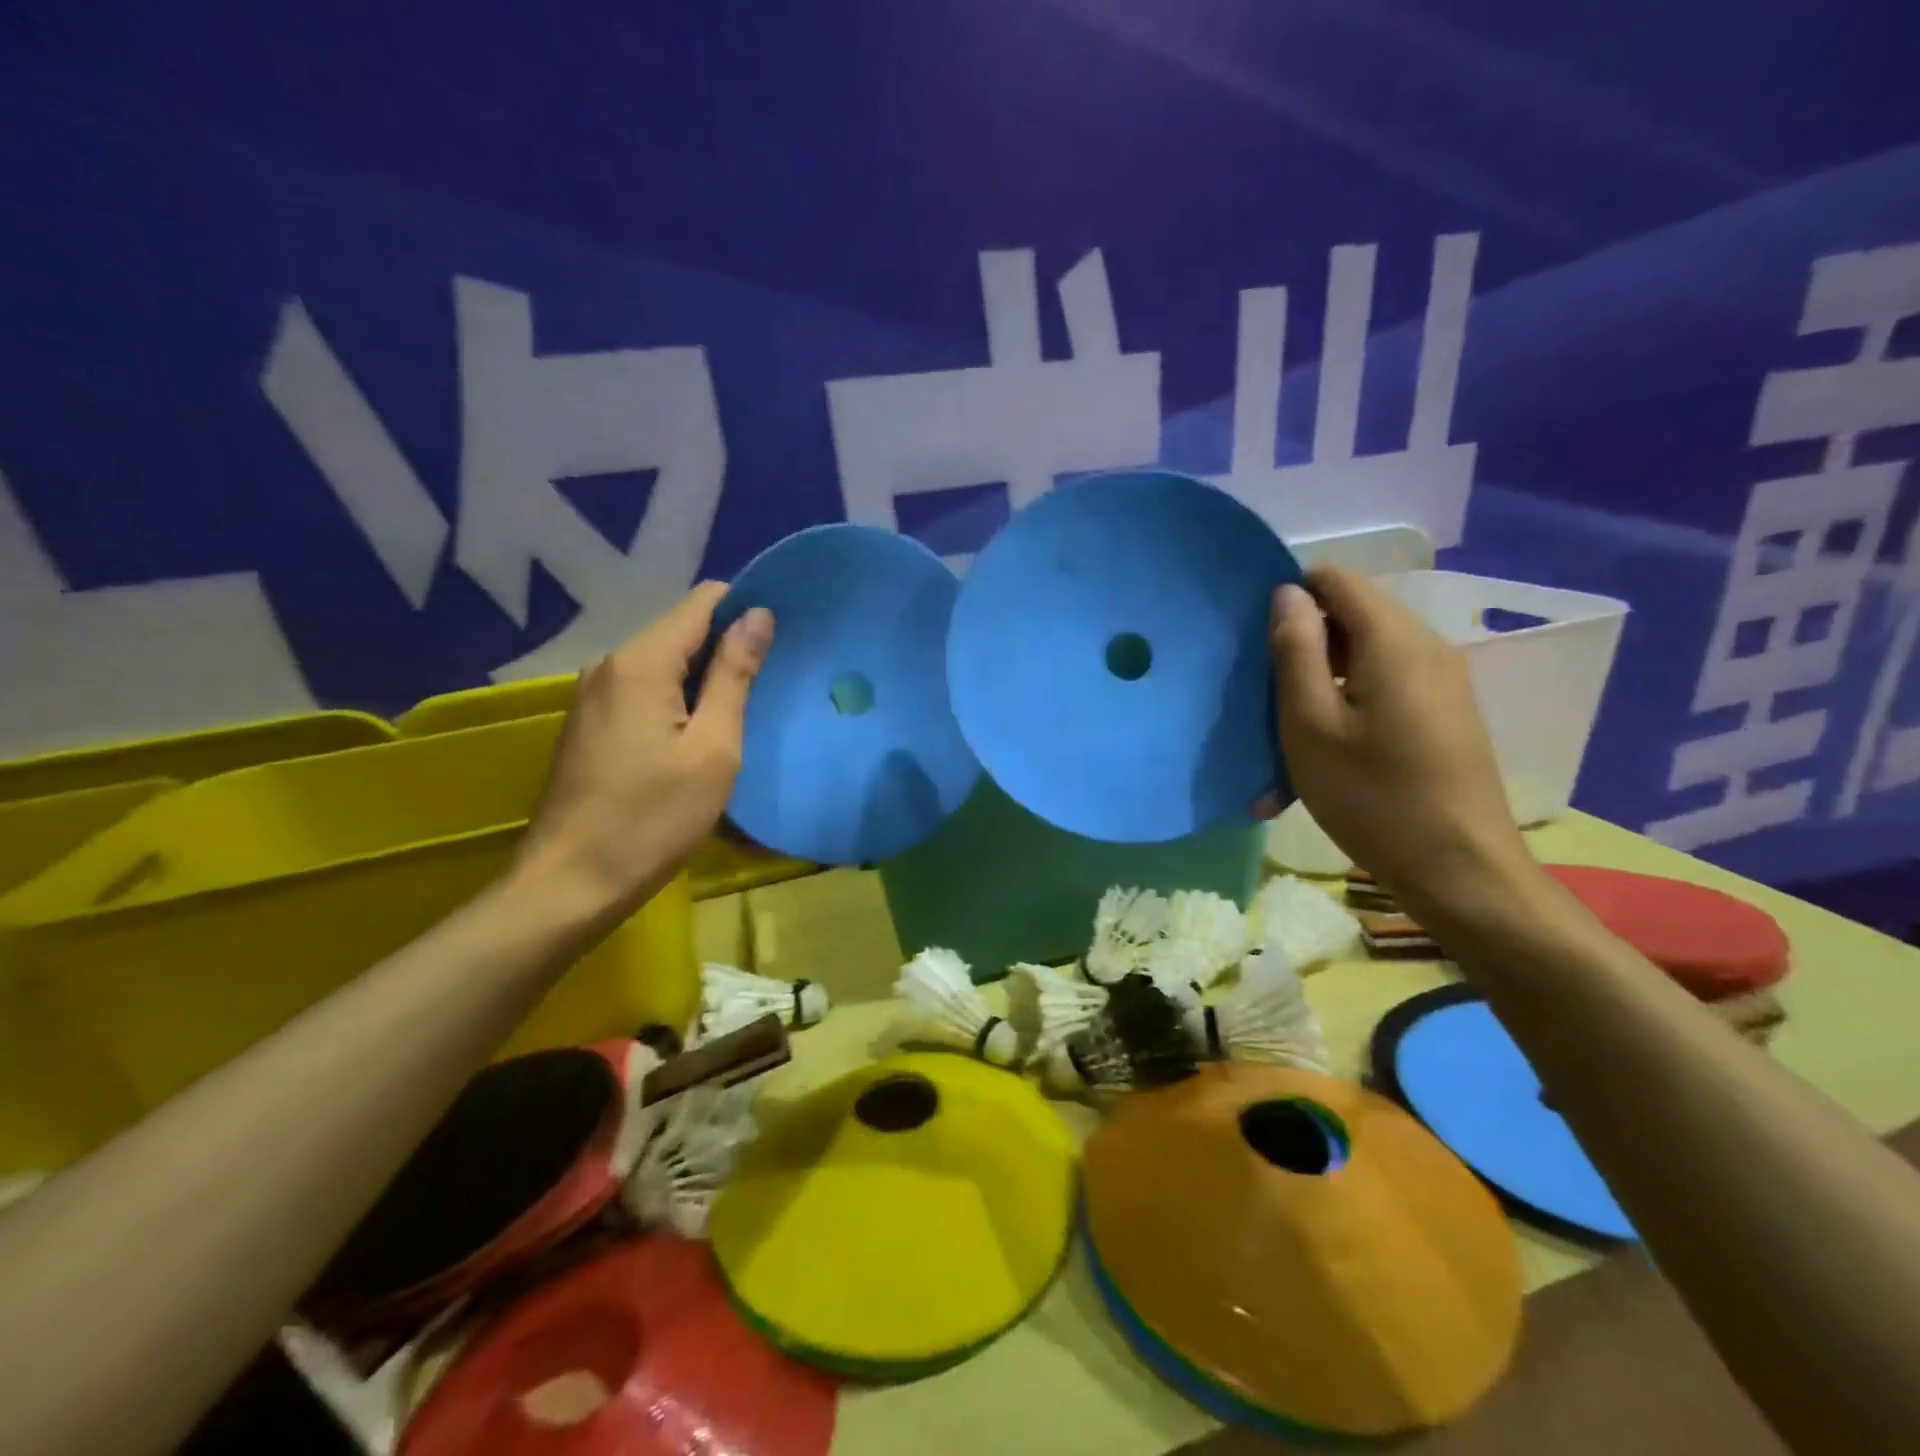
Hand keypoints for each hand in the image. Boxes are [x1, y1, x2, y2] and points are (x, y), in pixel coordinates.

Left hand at [515, 582, 773, 915]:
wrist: (571, 883)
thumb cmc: (653, 817)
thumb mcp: (713, 747)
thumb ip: (734, 676)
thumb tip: (758, 615)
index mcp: (641, 662)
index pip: (702, 602)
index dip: (745, 609)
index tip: (782, 637)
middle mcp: (610, 664)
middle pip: (682, 631)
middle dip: (727, 647)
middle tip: (771, 683)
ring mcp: (594, 694)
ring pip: (665, 663)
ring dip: (704, 678)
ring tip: (744, 710)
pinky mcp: (590, 723)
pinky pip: (645, 690)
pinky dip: (679, 700)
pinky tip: (700, 734)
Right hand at [1265, 565, 1530, 915]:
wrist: (1460, 870)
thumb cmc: (1372, 797)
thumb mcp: (1311, 724)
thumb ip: (1296, 651)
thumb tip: (1287, 592)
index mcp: (1394, 640)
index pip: (1337, 580)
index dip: (1291, 594)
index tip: (1256, 638)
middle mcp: (1427, 646)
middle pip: (1353, 615)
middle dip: (1304, 641)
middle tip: (1264, 691)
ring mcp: (1442, 680)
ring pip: (1367, 653)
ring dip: (1322, 679)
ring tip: (1286, 728)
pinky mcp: (1445, 712)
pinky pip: (1386, 684)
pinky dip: (1348, 702)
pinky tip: (1325, 749)